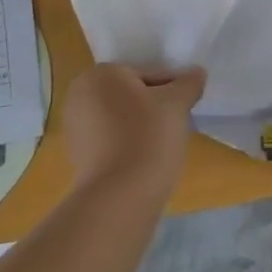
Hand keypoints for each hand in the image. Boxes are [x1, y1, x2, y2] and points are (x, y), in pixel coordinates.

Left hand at [62, 63, 205, 199]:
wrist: (119, 198)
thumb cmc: (148, 137)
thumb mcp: (176, 104)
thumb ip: (188, 83)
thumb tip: (197, 73)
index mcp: (101, 74)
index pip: (148, 73)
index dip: (173, 88)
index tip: (186, 105)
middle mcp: (80, 95)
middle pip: (132, 93)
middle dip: (155, 105)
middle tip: (177, 122)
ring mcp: (75, 128)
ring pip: (121, 117)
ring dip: (142, 124)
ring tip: (163, 143)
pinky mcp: (77, 156)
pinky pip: (111, 139)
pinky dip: (128, 143)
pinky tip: (146, 158)